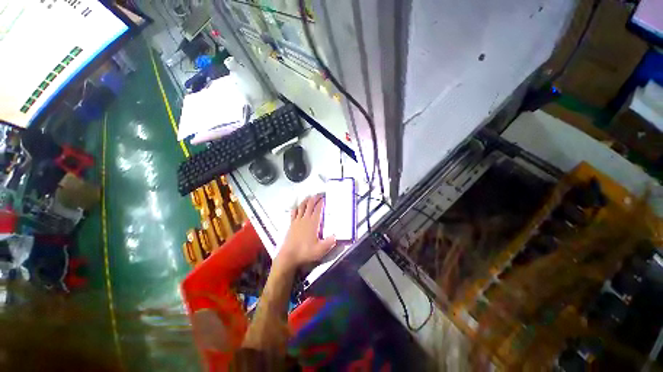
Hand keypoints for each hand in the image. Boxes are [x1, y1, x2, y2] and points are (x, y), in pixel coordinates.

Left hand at [276, 194, 335, 270]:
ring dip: (306, 200)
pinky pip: (294, 213)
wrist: (289, 256)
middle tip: (319, 194)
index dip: (322, 202)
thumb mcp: (321, 249)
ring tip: (309, 197)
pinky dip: (297, 208)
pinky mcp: (291, 225)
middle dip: (315, 198)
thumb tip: (336, 235)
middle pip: (310, 205)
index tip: (326, 197)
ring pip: (301, 207)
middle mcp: (305, 219)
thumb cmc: (306, 252)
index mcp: (313, 223)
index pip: (318, 209)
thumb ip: (330, 242)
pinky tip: (297, 207)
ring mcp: (297, 221)